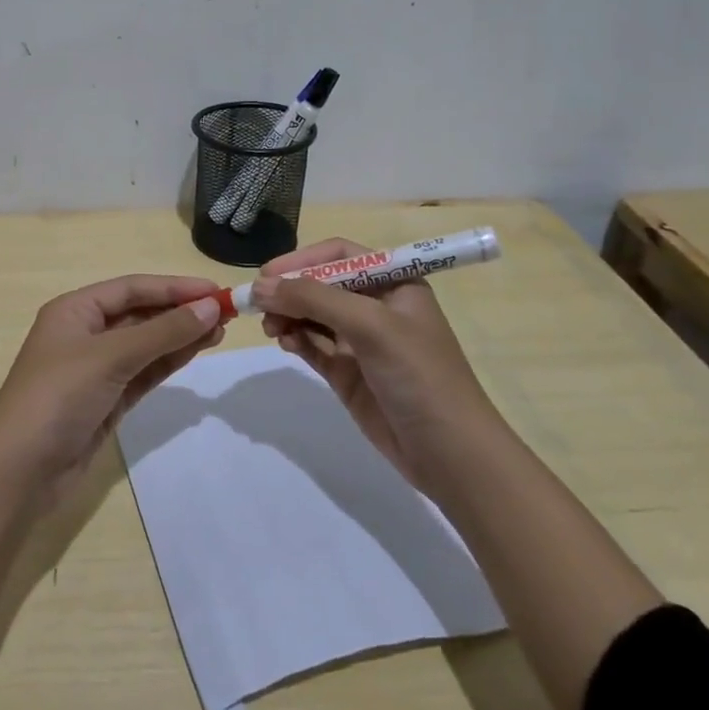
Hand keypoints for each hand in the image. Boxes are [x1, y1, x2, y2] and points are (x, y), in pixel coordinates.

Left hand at [0, 274, 224, 504]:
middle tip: (226, 313)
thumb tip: (210, 307)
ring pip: (145, 344)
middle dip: (180, 311)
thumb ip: (163, 332)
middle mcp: (84, 333)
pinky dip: (168, 362)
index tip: (217, 291)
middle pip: (140, 313)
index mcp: (74, 310)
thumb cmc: (58, 397)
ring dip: (180, 336)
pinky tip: (196, 352)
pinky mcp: (106, 401)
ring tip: (220, 331)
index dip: (174, 287)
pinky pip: (143, 372)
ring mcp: (95, 369)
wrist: (20, 471)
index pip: (132, 288)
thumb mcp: (111, 357)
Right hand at [253, 237, 491, 486]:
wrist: (449, 454)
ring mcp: (361, 341)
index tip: (267, 274)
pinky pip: (312, 345)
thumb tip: (260, 285)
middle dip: (290, 290)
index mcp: (394, 283)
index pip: (339, 255)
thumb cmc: (419, 375)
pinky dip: (295, 339)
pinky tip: (286, 343)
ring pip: (312, 315)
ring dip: (288, 315)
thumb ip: (314, 299)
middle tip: (258, 305)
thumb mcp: (370, 325)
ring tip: (272, 329)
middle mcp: (376, 306)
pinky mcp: (347, 372)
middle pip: (321, 284)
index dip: (302, 260)